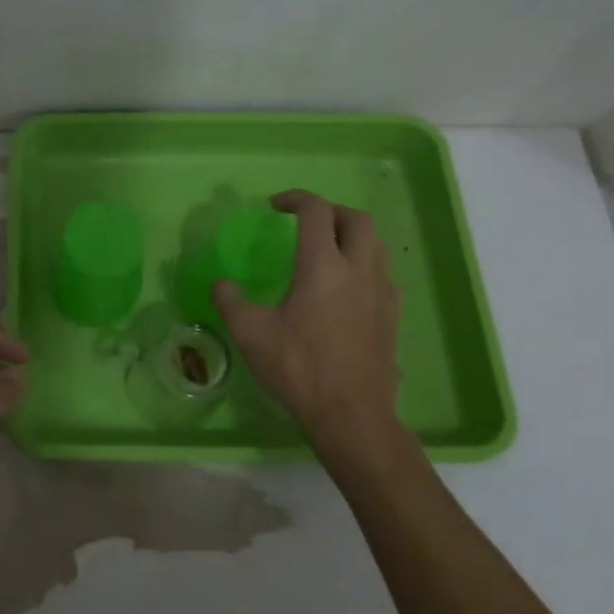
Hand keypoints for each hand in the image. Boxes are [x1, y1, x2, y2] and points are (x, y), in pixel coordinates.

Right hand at [213, 190, 402, 458]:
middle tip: (305, 222)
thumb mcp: (249, 333)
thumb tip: (220, 284)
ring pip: (376, 244)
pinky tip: (346, 288)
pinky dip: (365, 265)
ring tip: (327, 249)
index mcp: (322, 266)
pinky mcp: (393, 316)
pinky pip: (383, 274)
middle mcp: (358, 270)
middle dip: (330, 211)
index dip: (295, 199)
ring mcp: (381, 292)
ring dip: (352, 235)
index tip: (275, 205)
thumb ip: (229, 301)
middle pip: (357, 219)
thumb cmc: (298, 368)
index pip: (316, 211)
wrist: (351, 415)